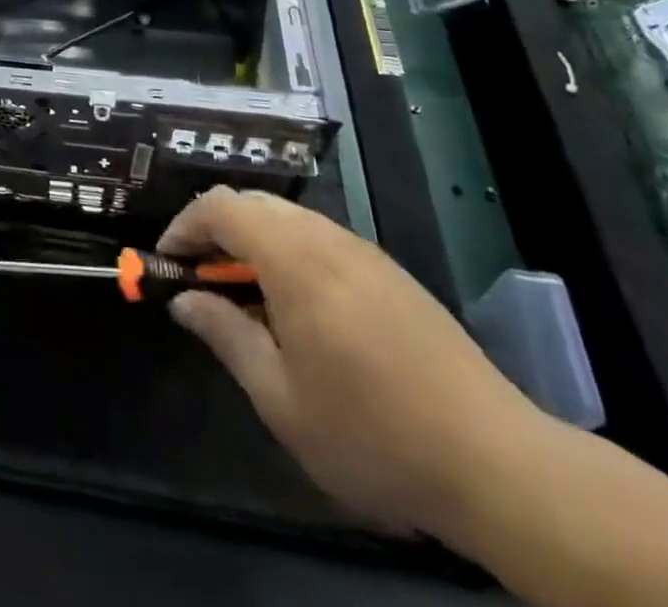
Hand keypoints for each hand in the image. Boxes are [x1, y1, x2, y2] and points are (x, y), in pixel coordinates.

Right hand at [159, 187, 550, 541]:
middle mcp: (327, 239)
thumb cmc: (372, 433)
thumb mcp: (280, 398)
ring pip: (289, 217)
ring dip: (253, 240)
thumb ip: (225, 335)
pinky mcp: (391, 273)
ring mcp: (364, 252)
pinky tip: (298, 307)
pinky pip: (321, 238)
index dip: (184, 226)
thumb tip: (183, 300)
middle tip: (200, 278)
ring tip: (245, 296)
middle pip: (254, 203)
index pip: (221, 208)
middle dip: (216, 230)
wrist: (499, 465)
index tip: (167, 262)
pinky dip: (289, 251)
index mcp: (294, 259)